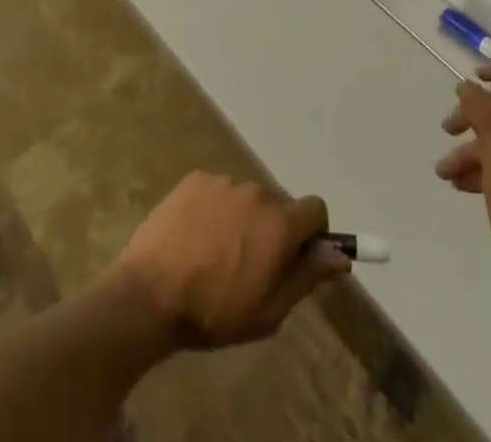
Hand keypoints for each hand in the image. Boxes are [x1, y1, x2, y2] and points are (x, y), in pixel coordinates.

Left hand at [113, 172, 350, 349]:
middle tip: (253, 266)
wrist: (150, 293)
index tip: (299, 258)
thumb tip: (340, 256)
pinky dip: (216, 210)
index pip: (316, 209)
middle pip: (280, 204)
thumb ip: (308, 277)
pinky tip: (196, 238)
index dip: (314, 233)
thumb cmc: (215, 312)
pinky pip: (218, 191)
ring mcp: (222, 181)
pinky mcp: (195, 179)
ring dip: (244, 219)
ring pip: (247, 198)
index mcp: (279, 223)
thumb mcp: (270, 311)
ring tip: (217, 255)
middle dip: (275, 229)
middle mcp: (255, 191)